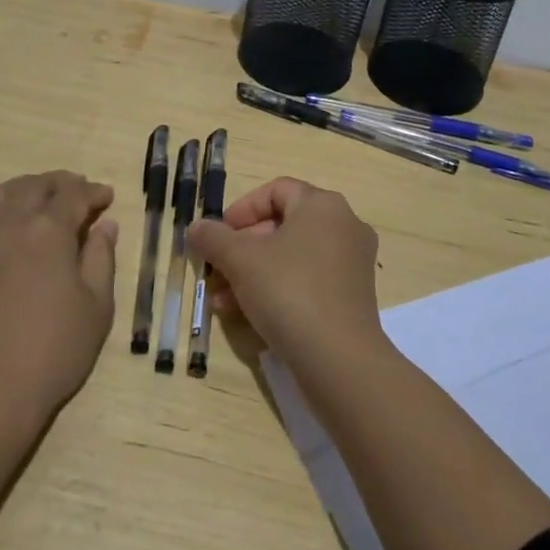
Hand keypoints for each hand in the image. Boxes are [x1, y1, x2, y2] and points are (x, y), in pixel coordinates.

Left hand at [0, 172, 118, 418]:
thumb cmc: (51, 351)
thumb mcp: (95, 308)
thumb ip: (101, 259)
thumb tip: (104, 226)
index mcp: (48, 229)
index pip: (74, 194)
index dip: (94, 192)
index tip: (107, 197)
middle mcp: (10, 224)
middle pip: (36, 186)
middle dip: (61, 183)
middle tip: (79, 191)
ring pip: (4, 194)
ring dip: (29, 188)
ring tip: (44, 199)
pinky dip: (6, 207)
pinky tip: (16, 230)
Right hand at [187, 178, 382, 371]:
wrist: (339, 360)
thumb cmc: (289, 291)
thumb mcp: (240, 260)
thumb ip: (213, 238)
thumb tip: (196, 228)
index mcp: (322, 205)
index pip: (275, 190)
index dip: (241, 209)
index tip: (217, 234)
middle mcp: (343, 226)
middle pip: (281, 226)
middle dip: (241, 249)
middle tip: (214, 271)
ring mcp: (352, 263)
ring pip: (291, 258)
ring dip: (252, 274)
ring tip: (221, 301)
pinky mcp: (352, 297)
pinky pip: (307, 282)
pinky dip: (277, 291)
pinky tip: (246, 316)